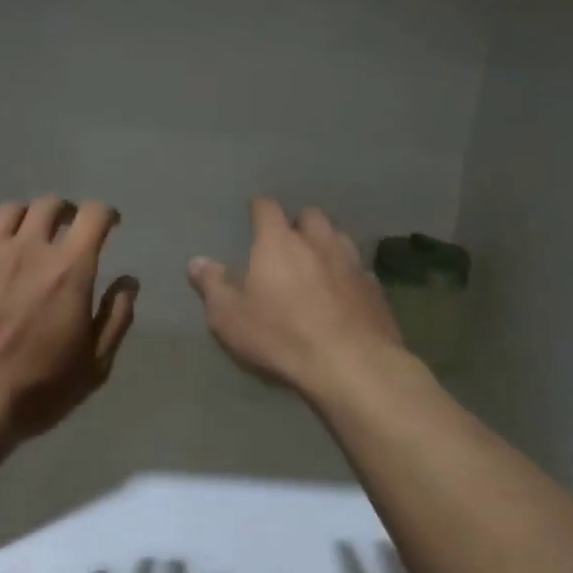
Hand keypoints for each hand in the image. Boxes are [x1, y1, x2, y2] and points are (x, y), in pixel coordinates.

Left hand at [0, 196, 137, 436]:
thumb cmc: (38, 389)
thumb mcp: (94, 364)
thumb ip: (116, 317)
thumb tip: (128, 282)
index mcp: (68, 269)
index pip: (93, 216)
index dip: (106, 214)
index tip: (110, 225)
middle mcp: (28, 249)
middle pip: (49, 204)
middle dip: (67, 211)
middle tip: (70, 228)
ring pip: (10, 211)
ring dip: (28, 216)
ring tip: (30, 235)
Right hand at [188, 198, 403, 396]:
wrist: (350, 364)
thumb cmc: (280, 335)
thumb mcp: (229, 316)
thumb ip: (212, 285)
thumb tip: (196, 262)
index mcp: (278, 242)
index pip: (267, 208)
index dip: (259, 208)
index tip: (254, 212)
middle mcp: (318, 242)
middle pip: (311, 215)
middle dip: (299, 222)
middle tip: (288, 240)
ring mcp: (352, 263)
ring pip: (340, 237)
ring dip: (327, 243)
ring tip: (317, 261)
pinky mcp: (375, 288)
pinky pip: (359, 269)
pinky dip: (348, 273)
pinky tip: (343, 292)